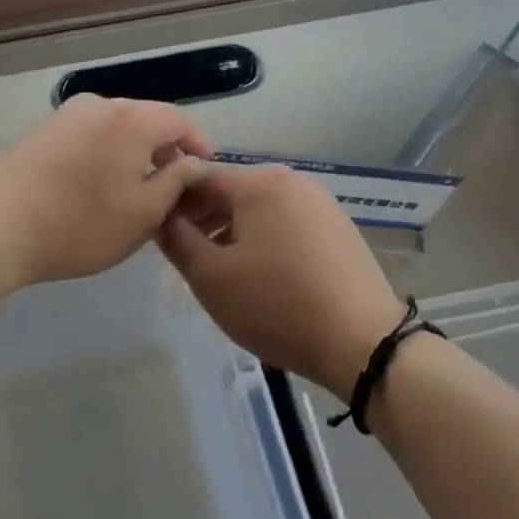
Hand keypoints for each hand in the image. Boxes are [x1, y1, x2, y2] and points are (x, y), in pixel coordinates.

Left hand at [0, 95, 211, 286]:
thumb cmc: (80, 224)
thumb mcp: (143, 214)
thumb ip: (175, 183)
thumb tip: (190, 163)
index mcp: (131, 119)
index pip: (178, 120)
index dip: (197, 144)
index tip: (203, 172)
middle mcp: (98, 106)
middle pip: (145, 119)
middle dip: (163, 149)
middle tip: (170, 186)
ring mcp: (64, 116)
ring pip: (113, 128)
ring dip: (131, 153)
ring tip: (132, 190)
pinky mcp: (39, 132)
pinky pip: (86, 136)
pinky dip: (102, 154)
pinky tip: (94, 187)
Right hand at [158, 165, 403, 399]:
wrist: (362, 342)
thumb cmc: (277, 305)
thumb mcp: (211, 277)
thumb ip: (177, 239)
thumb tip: (161, 215)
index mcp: (260, 183)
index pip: (199, 176)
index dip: (172, 200)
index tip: (157, 231)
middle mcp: (292, 181)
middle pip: (232, 190)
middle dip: (202, 216)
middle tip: (184, 253)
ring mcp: (321, 203)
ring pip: (259, 208)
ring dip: (231, 229)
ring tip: (219, 267)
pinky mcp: (338, 228)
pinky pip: (286, 222)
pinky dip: (263, 238)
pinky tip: (260, 273)